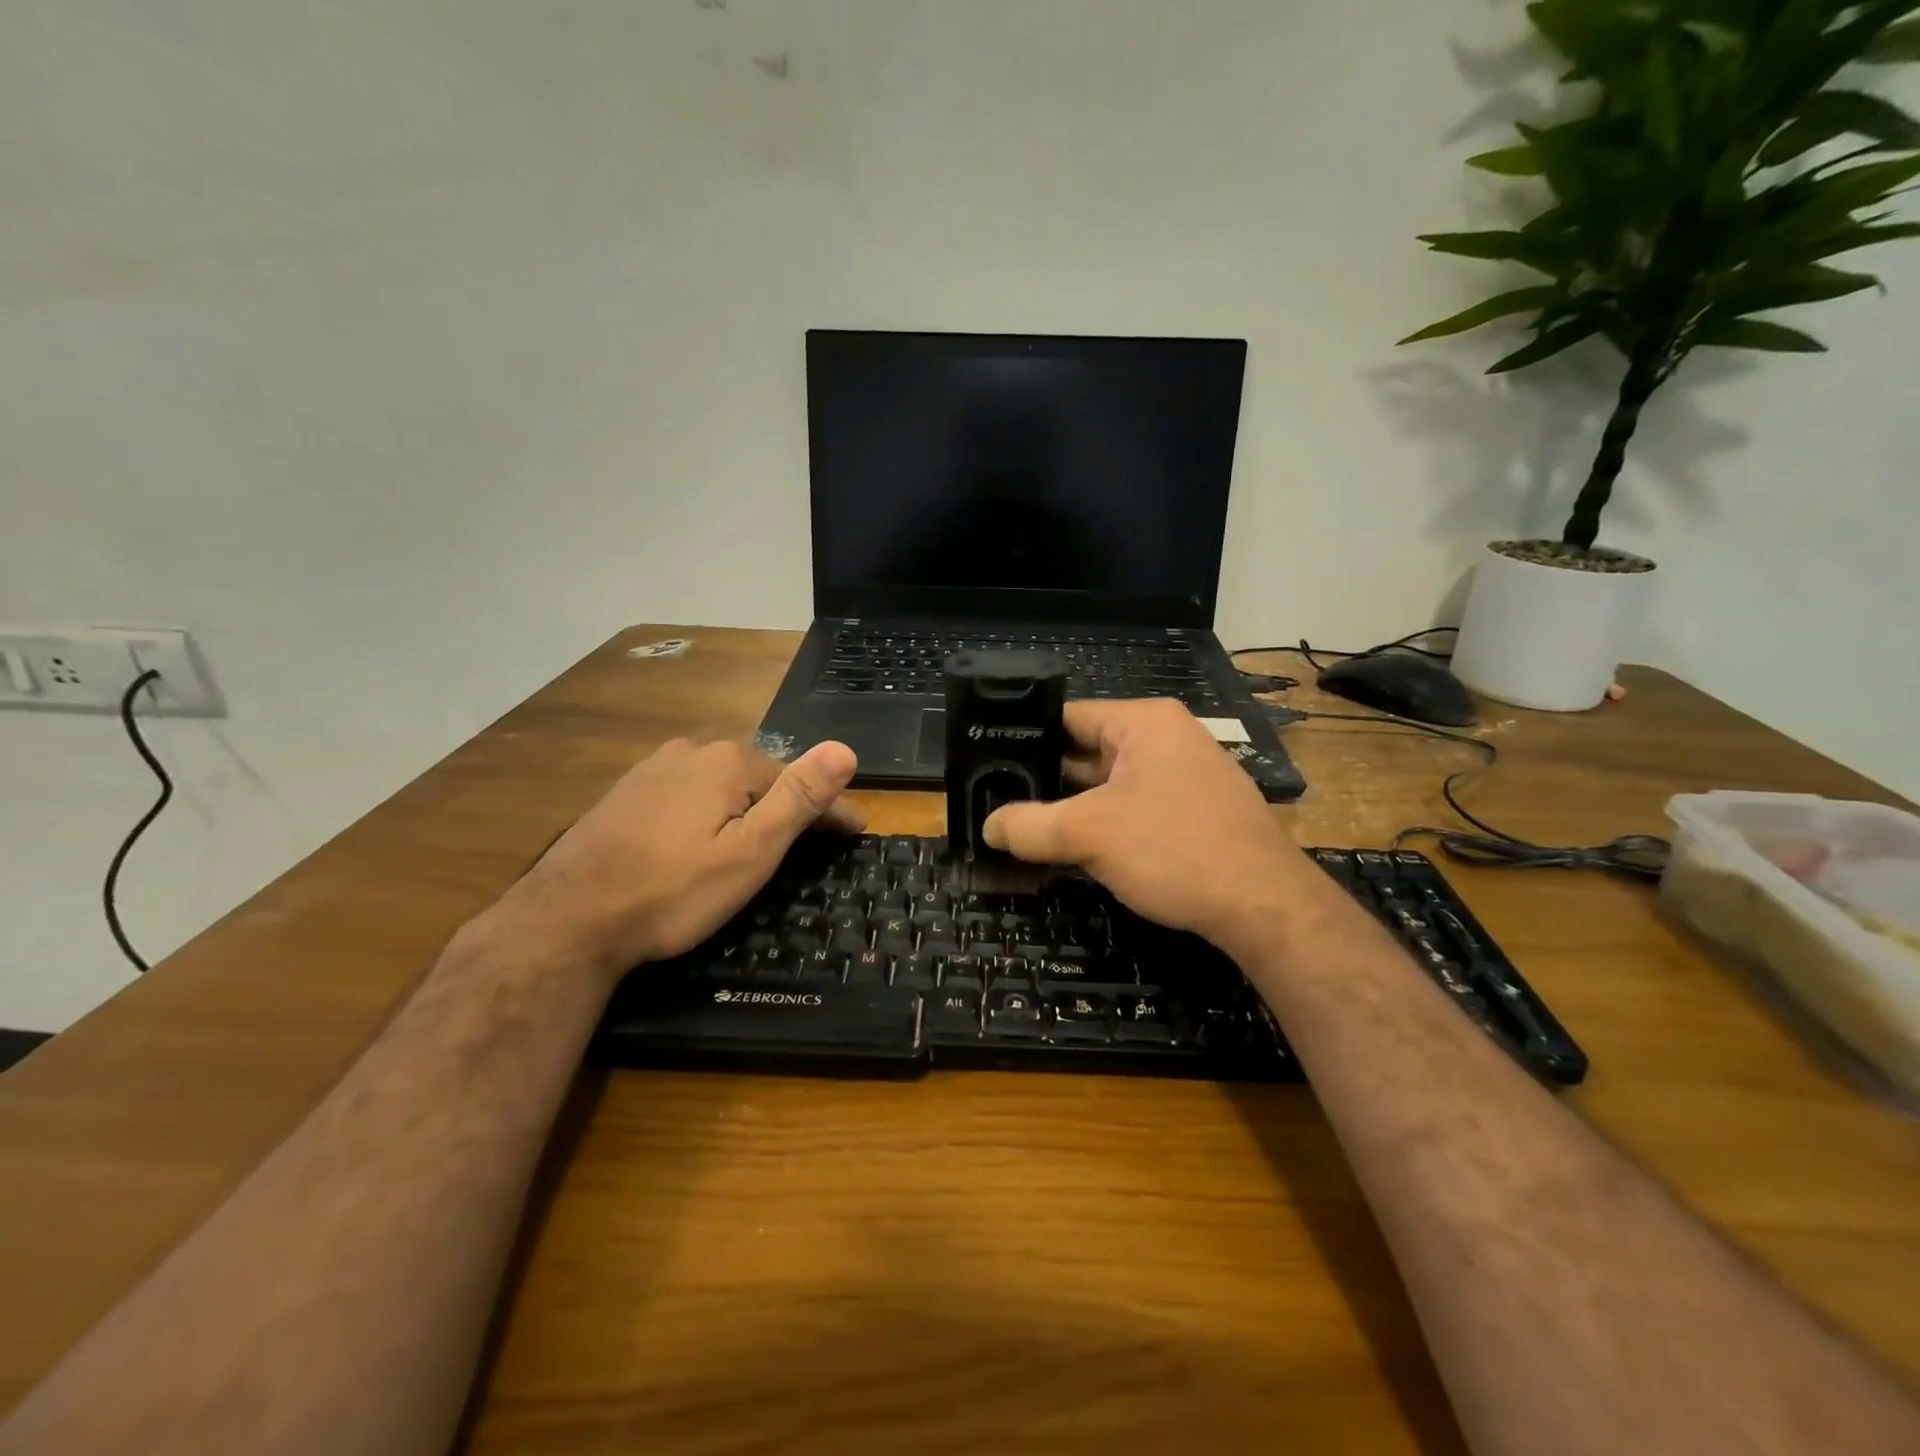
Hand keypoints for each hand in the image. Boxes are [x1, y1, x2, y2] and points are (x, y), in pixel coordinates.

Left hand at [504, 738, 863, 973]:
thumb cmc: (673, 891)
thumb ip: (799, 798)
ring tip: (763, 837)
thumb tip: (845, 748)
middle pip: (759, 777)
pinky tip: (703, 834)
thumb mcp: (751, 851)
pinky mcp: (626, 793)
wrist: (568, 919)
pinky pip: (687, 794)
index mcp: (729, 761)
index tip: (858, 831)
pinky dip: (709, 811)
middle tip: (814, 840)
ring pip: (720, 784)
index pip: (798, 780)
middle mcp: (692, 751)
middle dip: (788, 804)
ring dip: (748, 806)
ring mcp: (653, 769)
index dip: (832, 808)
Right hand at [982, 700, 1313, 955]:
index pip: (1068, 716)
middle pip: (1088, 751)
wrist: (1265, 907)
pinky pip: (1134, 807)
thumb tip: (988, 827)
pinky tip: (1074, 849)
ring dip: (1073, 807)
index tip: (988, 762)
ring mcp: (1185, 776)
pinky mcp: (1194, 812)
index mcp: (1144, 722)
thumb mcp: (1089, 834)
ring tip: (1025, 827)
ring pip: (1110, 784)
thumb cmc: (1174, 849)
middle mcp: (1167, 738)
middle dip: (1047, 779)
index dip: (1025, 738)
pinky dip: (1104, 824)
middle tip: (999, 800)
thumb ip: (1030, 826)